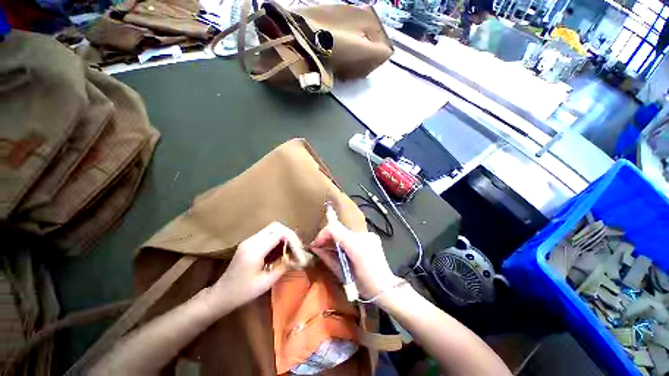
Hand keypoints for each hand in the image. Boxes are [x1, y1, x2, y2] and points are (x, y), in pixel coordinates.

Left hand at [209, 222, 301, 311]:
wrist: (221, 294)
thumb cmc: (243, 292)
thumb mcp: (266, 282)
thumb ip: (283, 266)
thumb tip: (297, 258)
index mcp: (255, 250)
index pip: (279, 234)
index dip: (293, 240)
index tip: (299, 253)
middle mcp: (251, 240)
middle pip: (276, 226)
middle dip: (290, 235)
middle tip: (297, 248)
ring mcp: (249, 240)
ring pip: (273, 228)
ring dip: (285, 235)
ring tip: (291, 248)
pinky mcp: (249, 242)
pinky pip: (268, 233)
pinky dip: (278, 238)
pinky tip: (281, 249)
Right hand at [310, 217, 400, 299]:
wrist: (386, 288)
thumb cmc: (363, 285)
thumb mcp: (342, 273)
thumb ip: (328, 258)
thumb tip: (316, 249)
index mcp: (356, 245)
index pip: (334, 229)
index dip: (322, 234)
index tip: (316, 245)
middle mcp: (363, 235)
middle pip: (340, 229)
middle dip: (329, 238)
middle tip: (322, 249)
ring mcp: (369, 234)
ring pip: (346, 232)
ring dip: (337, 240)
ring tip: (333, 251)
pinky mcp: (372, 236)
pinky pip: (354, 236)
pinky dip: (347, 241)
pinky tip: (346, 251)